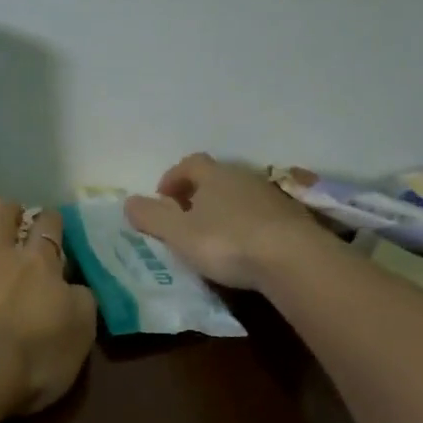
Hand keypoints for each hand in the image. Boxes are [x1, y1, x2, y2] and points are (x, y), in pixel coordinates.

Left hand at [0, 196, 97, 416]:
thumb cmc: (30, 362)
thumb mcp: (79, 335)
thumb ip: (80, 302)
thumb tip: (73, 285)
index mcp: (38, 264)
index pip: (48, 228)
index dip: (50, 220)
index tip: (49, 221)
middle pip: (2, 211)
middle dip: (8, 208)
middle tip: (10, 214)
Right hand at [124, 154, 324, 290]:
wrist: (293, 258)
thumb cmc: (227, 242)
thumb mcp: (179, 233)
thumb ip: (152, 217)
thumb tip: (128, 202)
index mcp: (214, 175)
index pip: (189, 164)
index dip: (173, 178)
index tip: (162, 199)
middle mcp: (243, 176)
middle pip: (216, 177)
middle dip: (198, 194)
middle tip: (186, 218)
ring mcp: (272, 195)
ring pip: (240, 195)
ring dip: (225, 209)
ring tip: (214, 235)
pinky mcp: (293, 217)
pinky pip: (261, 214)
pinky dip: (248, 224)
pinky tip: (245, 248)